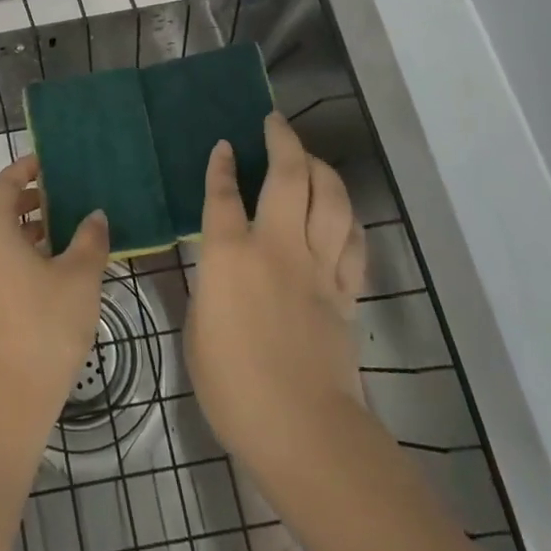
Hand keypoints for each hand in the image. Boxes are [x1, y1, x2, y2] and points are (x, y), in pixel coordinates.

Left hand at [0, 154, 110, 414]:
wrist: (15, 389)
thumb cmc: (47, 322)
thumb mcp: (80, 276)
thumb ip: (90, 239)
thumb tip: (95, 215)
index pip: (4, 185)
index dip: (24, 169)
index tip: (46, 162)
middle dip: (20, 198)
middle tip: (52, 196)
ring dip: (19, 225)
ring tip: (58, 227)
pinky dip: (16, 248)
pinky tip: (49, 263)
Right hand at [185, 112, 367, 473]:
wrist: (300, 427)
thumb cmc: (231, 384)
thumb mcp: (197, 328)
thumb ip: (208, 288)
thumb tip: (218, 272)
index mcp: (229, 256)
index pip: (222, 194)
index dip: (221, 166)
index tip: (224, 145)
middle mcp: (276, 247)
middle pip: (288, 177)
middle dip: (282, 141)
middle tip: (275, 123)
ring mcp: (317, 268)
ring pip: (330, 199)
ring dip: (321, 169)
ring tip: (309, 158)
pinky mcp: (345, 292)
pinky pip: (352, 242)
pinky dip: (347, 218)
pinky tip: (340, 212)